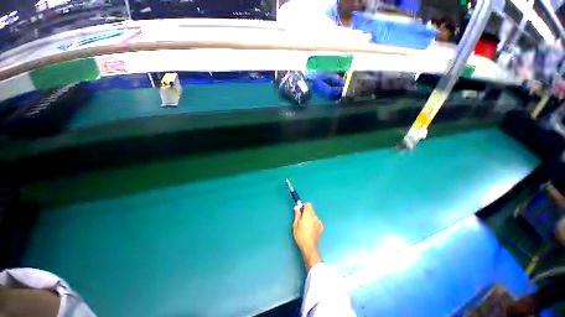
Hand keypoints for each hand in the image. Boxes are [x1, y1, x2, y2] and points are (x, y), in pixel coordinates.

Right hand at [293, 203, 322, 269]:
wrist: (309, 246)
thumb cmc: (300, 235)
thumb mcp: (295, 224)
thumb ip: (297, 214)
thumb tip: (297, 207)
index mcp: (308, 214)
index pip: (308, 204)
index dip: (304, 206)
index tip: (301, 210)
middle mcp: (315, 216)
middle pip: (311, 210)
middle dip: (306, 212)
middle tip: (301, 219)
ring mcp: (319, 222)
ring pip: (314, 216)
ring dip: (310, 218)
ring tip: (305, 226)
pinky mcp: (321, 227)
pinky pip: (316, 222)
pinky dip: (313, 223)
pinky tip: (310, 230)